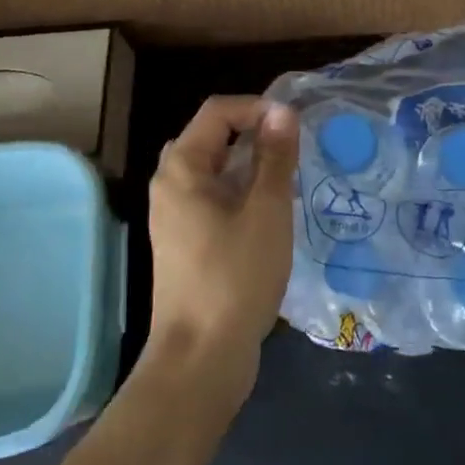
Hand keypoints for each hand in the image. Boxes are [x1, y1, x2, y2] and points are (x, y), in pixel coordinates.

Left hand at [143, 95, 299, 404]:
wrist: (201, 357)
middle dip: (254, 133)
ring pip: (214, 169)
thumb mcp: (266, 211)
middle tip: (293, 149)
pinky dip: (240, 191)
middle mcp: (169, 184)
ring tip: (288, 177)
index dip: (258, 107)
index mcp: (181, 167)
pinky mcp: (185, 240)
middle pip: (212, 136)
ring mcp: (174, 214)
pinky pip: (213, 197)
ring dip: (250, 164)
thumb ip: (275, 157)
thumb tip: (282, 111)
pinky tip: (270, 211)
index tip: (295, 126)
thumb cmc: (235, 277)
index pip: (218, 111)